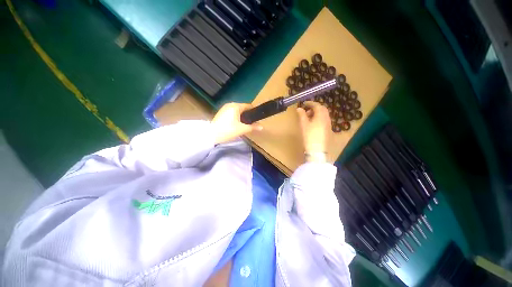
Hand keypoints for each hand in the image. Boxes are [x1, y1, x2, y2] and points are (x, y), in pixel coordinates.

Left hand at [212, 103, 262, 143]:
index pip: (248, 106)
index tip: (256, 119)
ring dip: (240, 117)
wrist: (211, 135)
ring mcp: (224, 108)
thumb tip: (262, 127)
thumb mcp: (242, 129)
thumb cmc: (228, 130)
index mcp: (236, 106)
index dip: (253, 112)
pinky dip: (234, 118)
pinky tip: (234, 125)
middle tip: (249, 124)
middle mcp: (230, 104)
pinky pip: (231, 113)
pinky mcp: (220, 113)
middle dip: (247, 115)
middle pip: (242, 109)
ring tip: (242, 125)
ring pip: (236, 111)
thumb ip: (253, 127)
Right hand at [296, 101, 330, 160]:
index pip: (317, 105)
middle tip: (306, 110)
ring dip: (317, 113)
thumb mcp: (304, 125)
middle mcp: (327, 118)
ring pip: (324, 114)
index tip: (304, 103)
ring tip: (308, 117)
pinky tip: (313, 123)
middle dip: (314, 107)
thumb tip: (299, 108)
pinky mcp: (328, 129)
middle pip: (322, 109)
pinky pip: (324, 120)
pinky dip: (319, 118)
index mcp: (321, 116)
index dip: (310, 103)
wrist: (317, 149)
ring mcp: (328, 124)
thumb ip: (302, 115)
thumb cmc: (309, 136)